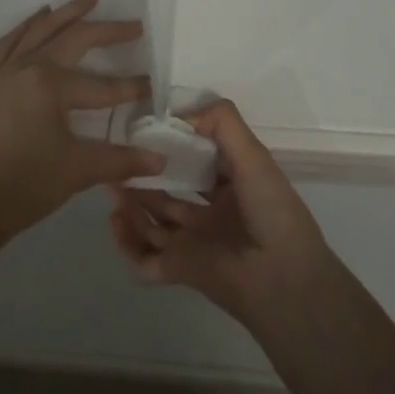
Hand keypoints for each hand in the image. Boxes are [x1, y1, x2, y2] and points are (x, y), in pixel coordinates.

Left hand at [0, 0, 165, 244]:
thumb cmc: (26, 186)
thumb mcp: (78, 171)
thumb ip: (121, 161)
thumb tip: (161, 161)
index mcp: (51, 86)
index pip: (102, 86)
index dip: (131, 88)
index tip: (153, 85)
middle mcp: (28, 67)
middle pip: (74, 38)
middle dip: (106, 30)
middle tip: (133, 24)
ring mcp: (5, 71)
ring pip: (40, 29)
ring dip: (67, 12)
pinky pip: (11, 41)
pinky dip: (29, 25)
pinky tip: (40, 16)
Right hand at [109, 99, 328, 322]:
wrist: (282, 279)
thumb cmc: (271, 210)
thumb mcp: (254, 156)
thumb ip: (223, 124)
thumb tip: (181, 114)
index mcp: (233, 186)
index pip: (198, 161)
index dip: (176, 146)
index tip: (150, 129)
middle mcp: (212, 213)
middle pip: (170, 192)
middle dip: (146, 176)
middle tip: (121, 158)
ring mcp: (194, 242)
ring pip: (153, 222)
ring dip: (132, 205)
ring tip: (111, 184)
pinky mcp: (180, 269)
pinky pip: (144, 260)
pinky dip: (126, 244)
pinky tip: (116, 219)